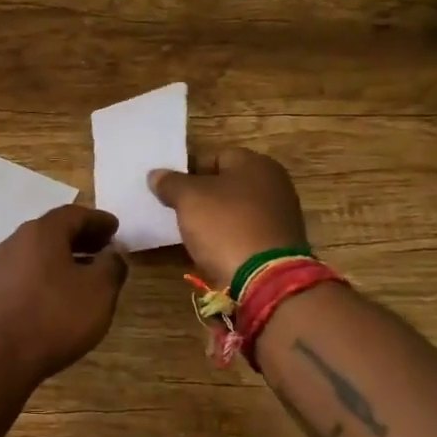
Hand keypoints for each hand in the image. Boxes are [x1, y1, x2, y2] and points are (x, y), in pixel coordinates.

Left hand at [0, 206, 128, 386]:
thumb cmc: (55, 317)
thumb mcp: (99, 291)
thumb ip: (111, 266)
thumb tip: (112, 254)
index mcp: (41, 232)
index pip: (73, 214)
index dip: (98, 220)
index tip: (116, 229)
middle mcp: (16, 240)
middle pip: (53, 230)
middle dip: (81, 236)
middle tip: (104, 247)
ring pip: (38, 251)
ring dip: (63, 256)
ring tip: (86, 272)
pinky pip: (26, 270)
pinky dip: (47, 272)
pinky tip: (59, 293)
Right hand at [149, 147, 308, 288]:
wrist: (266, 279)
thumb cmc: (226, 226)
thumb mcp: (188, 198)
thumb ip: (170, 182)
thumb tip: (156, 174)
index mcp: (255, 163)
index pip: (213, 157)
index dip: (187, 171)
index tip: (169, 190)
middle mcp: (274, 183)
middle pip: (225, 184)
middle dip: (201, 196)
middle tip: (176, 211)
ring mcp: (280, 215)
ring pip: (234, 210)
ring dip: (213, 219)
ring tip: (190, 233)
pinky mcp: (279, 244)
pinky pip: (244, 233)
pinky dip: (228, 238)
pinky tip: (211, 250)